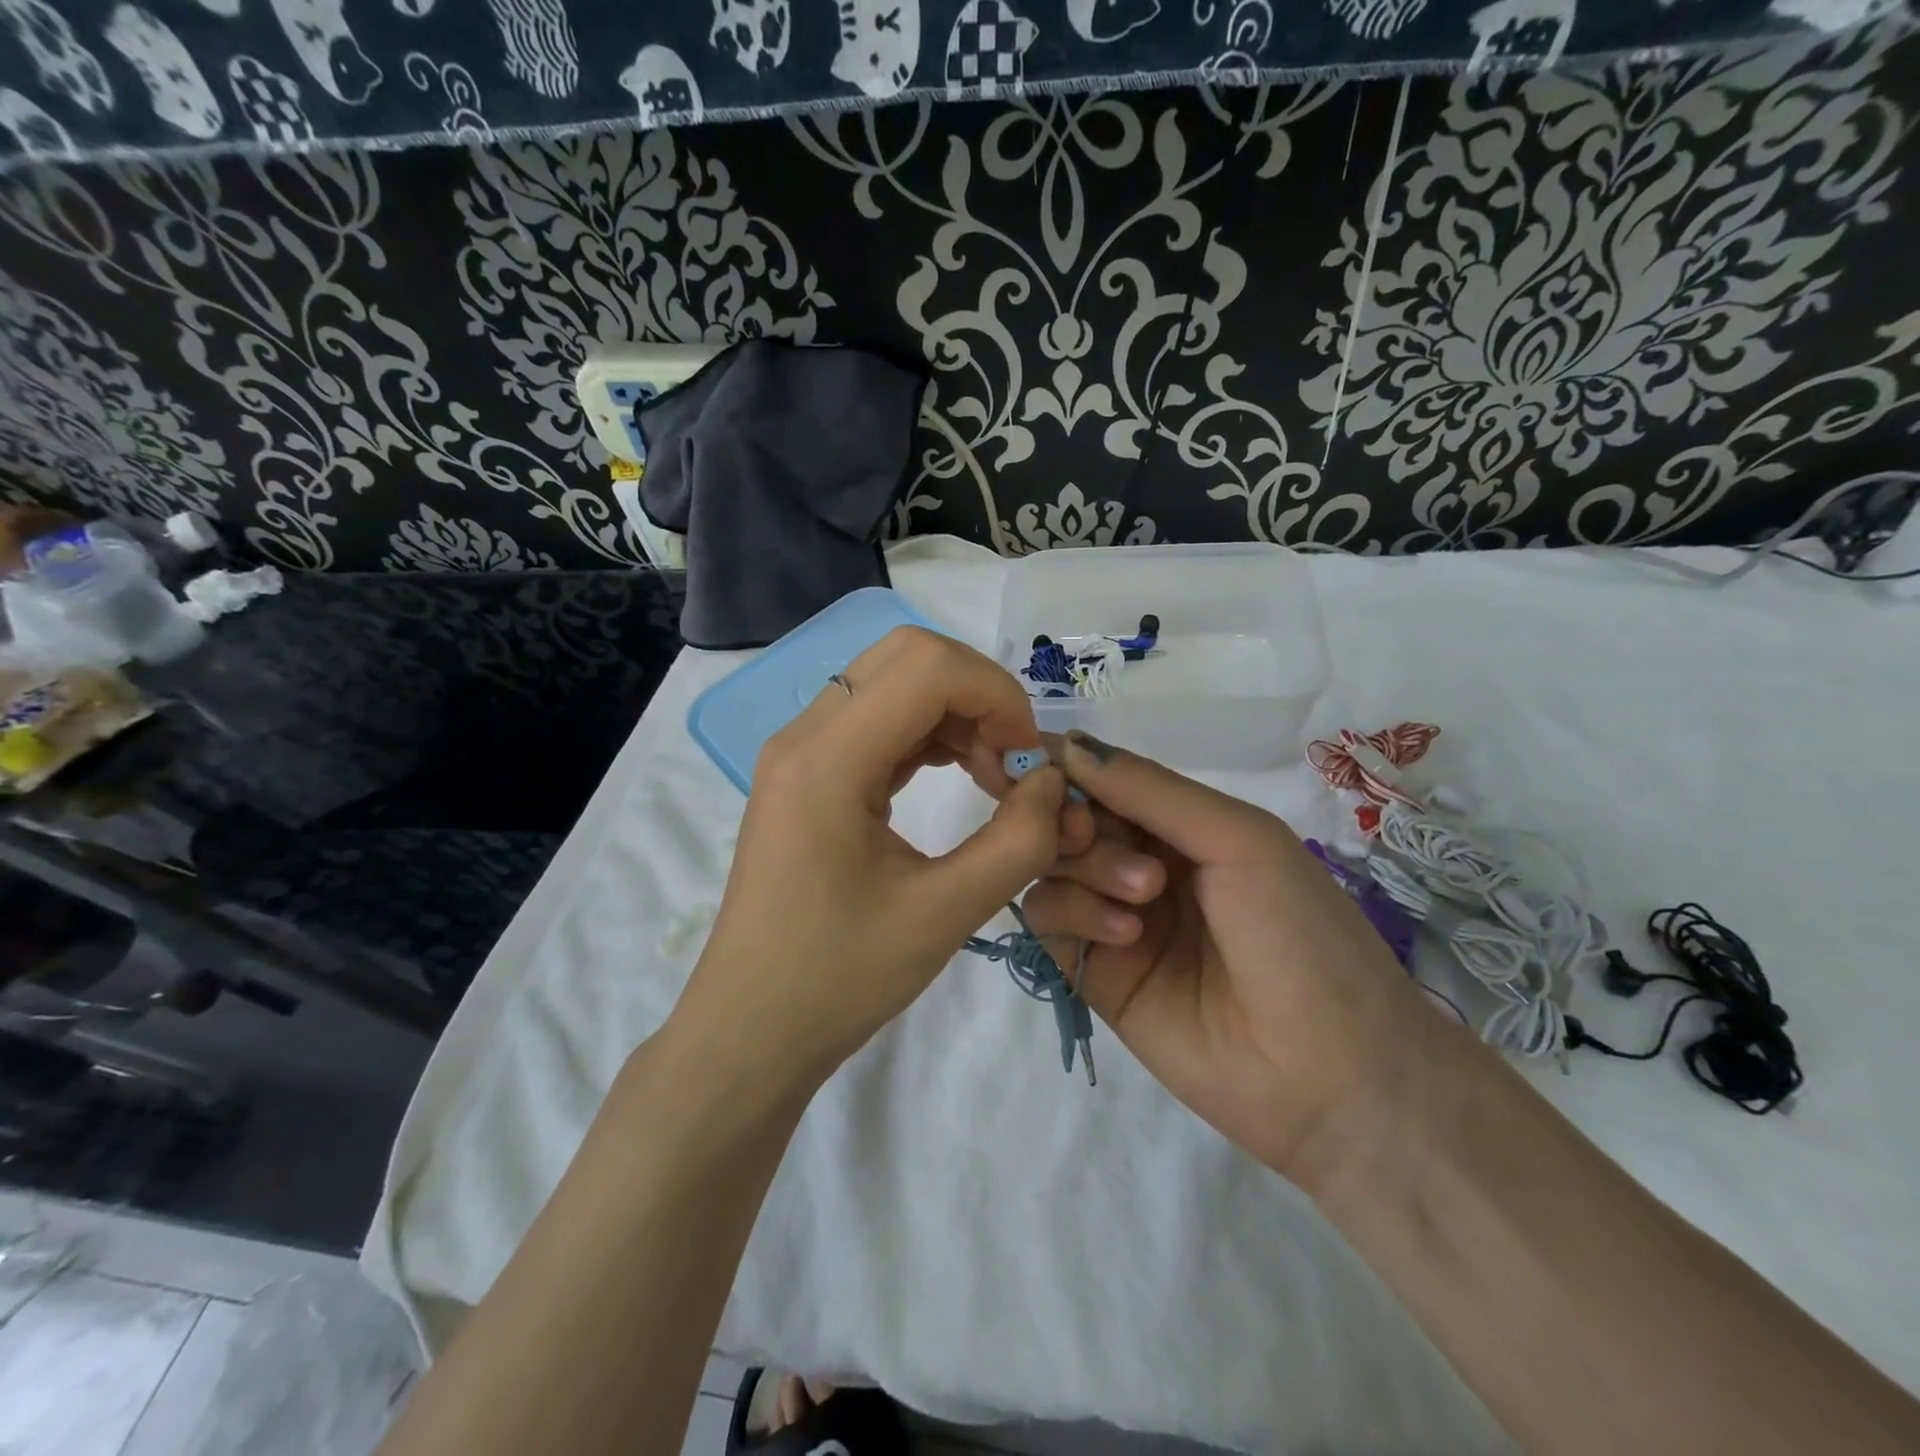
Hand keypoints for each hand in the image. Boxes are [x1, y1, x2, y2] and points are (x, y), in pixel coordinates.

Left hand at [676, 627, 1091, 1087]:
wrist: (751, 1030)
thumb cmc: (838, 980)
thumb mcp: (943, 916)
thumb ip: (1017, 842)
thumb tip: (1054, 783)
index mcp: (827, 759)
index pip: (928, 666)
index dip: (998, 696)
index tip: (1028, 763)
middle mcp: (806, 735)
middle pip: (909, 656)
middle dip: (979, 695)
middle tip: (1011, 766)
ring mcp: (801, 751)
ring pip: (895, 681)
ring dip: (958, 714)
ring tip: (994, 781)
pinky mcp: (808, 773)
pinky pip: (878, 719)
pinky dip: (930, 734)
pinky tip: (960, 778)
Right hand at [1023, 732, 1432, 1183]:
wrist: (1331, 1074)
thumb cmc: (1300, 933)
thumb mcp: (1238, 839)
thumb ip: (1150, 790)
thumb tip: (1067, 745)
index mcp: (1181, 825)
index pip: (1103, 779)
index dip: (1066, 767)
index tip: (1037, 767)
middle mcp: (1141, 863)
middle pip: (1068, 818)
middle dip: (1074, 818)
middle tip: (1089, 832)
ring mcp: (1114, 917)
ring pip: (1051, 866)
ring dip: (1084, 866)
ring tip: (1143, 896)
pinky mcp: (1093, 970)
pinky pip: (1048, 920)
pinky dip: (1072, 912)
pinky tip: (1124, 935)